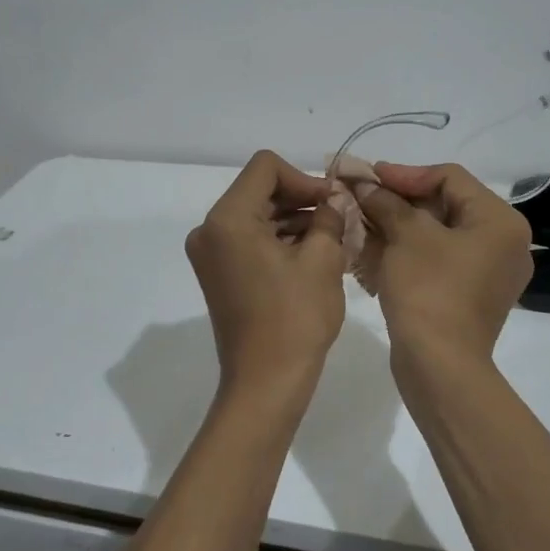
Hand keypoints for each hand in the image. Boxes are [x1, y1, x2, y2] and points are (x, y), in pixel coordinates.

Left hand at [186, 151, 345, 385]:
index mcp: (228, 219)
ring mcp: (210, 253)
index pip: (266, 168)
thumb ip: (330, 218)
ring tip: (333, 238)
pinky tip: (312, 254)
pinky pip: (249, 240)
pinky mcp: (217, 273)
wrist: (265, 383)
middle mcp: (209, 230)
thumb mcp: (322, 261)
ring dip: (293, 221)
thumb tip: (335, 200)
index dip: (304, 179)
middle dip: (301, 200)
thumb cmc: (295, 319)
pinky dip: (279, 240)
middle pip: (259, 190)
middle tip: (340, 218)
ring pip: (256, 216)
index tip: (332, 203)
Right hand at [352, 163, 532, 363]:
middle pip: (445, 205)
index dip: (405, 174)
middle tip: (362, 197)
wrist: (439, 365)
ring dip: (399, 225)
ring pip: (438, 234)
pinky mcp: (470, 296)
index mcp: (499, 221)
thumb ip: (386, 202)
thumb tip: (364, 185)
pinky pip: (437, 260)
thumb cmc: (429, 290)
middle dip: (398, 200)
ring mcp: (488, 273)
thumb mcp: (406, 236)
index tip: (368, 176)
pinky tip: (374, 248)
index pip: (450, 178)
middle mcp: (503, 243)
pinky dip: (408, 251)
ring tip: (361, 220)